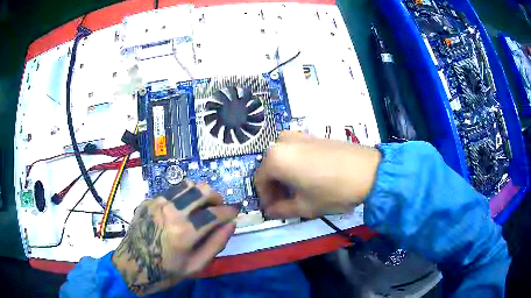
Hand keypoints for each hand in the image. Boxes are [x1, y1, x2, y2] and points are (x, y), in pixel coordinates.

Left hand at [112, 180, 237, 295]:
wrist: (133, 266)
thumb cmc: (166, 271)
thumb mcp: (196, 265)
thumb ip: (216, 244)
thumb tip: (231, 224)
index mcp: (184, 231)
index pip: (215, 213)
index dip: (229, 211)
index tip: (236, 211)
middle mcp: (171, 211)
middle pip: (202, 190)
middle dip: (216, 197)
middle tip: (219, 208)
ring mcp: (157, 203)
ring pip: (187, 185)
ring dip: (200, 193)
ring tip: (202, 206)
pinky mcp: (148, 201)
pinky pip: (171, 191)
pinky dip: (183, 197)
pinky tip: (181, 210)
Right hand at [254, 131, 381, 218]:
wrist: (368, 171)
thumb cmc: (332, 191)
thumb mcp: (305, 206)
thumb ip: (282, 210)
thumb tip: (271, 211)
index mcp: (275, 158)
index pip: (260, 180)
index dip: (265, 198)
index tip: (273, 209)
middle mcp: (282, 142)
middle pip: (271, 168)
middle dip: (275, 187)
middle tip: (285, 202)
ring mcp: (299, 135)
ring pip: (283, 159)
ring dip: (285, 176)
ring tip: (298, 191)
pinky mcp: (313, 135)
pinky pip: (295, 151)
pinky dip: (295, 165)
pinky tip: (309, 178)